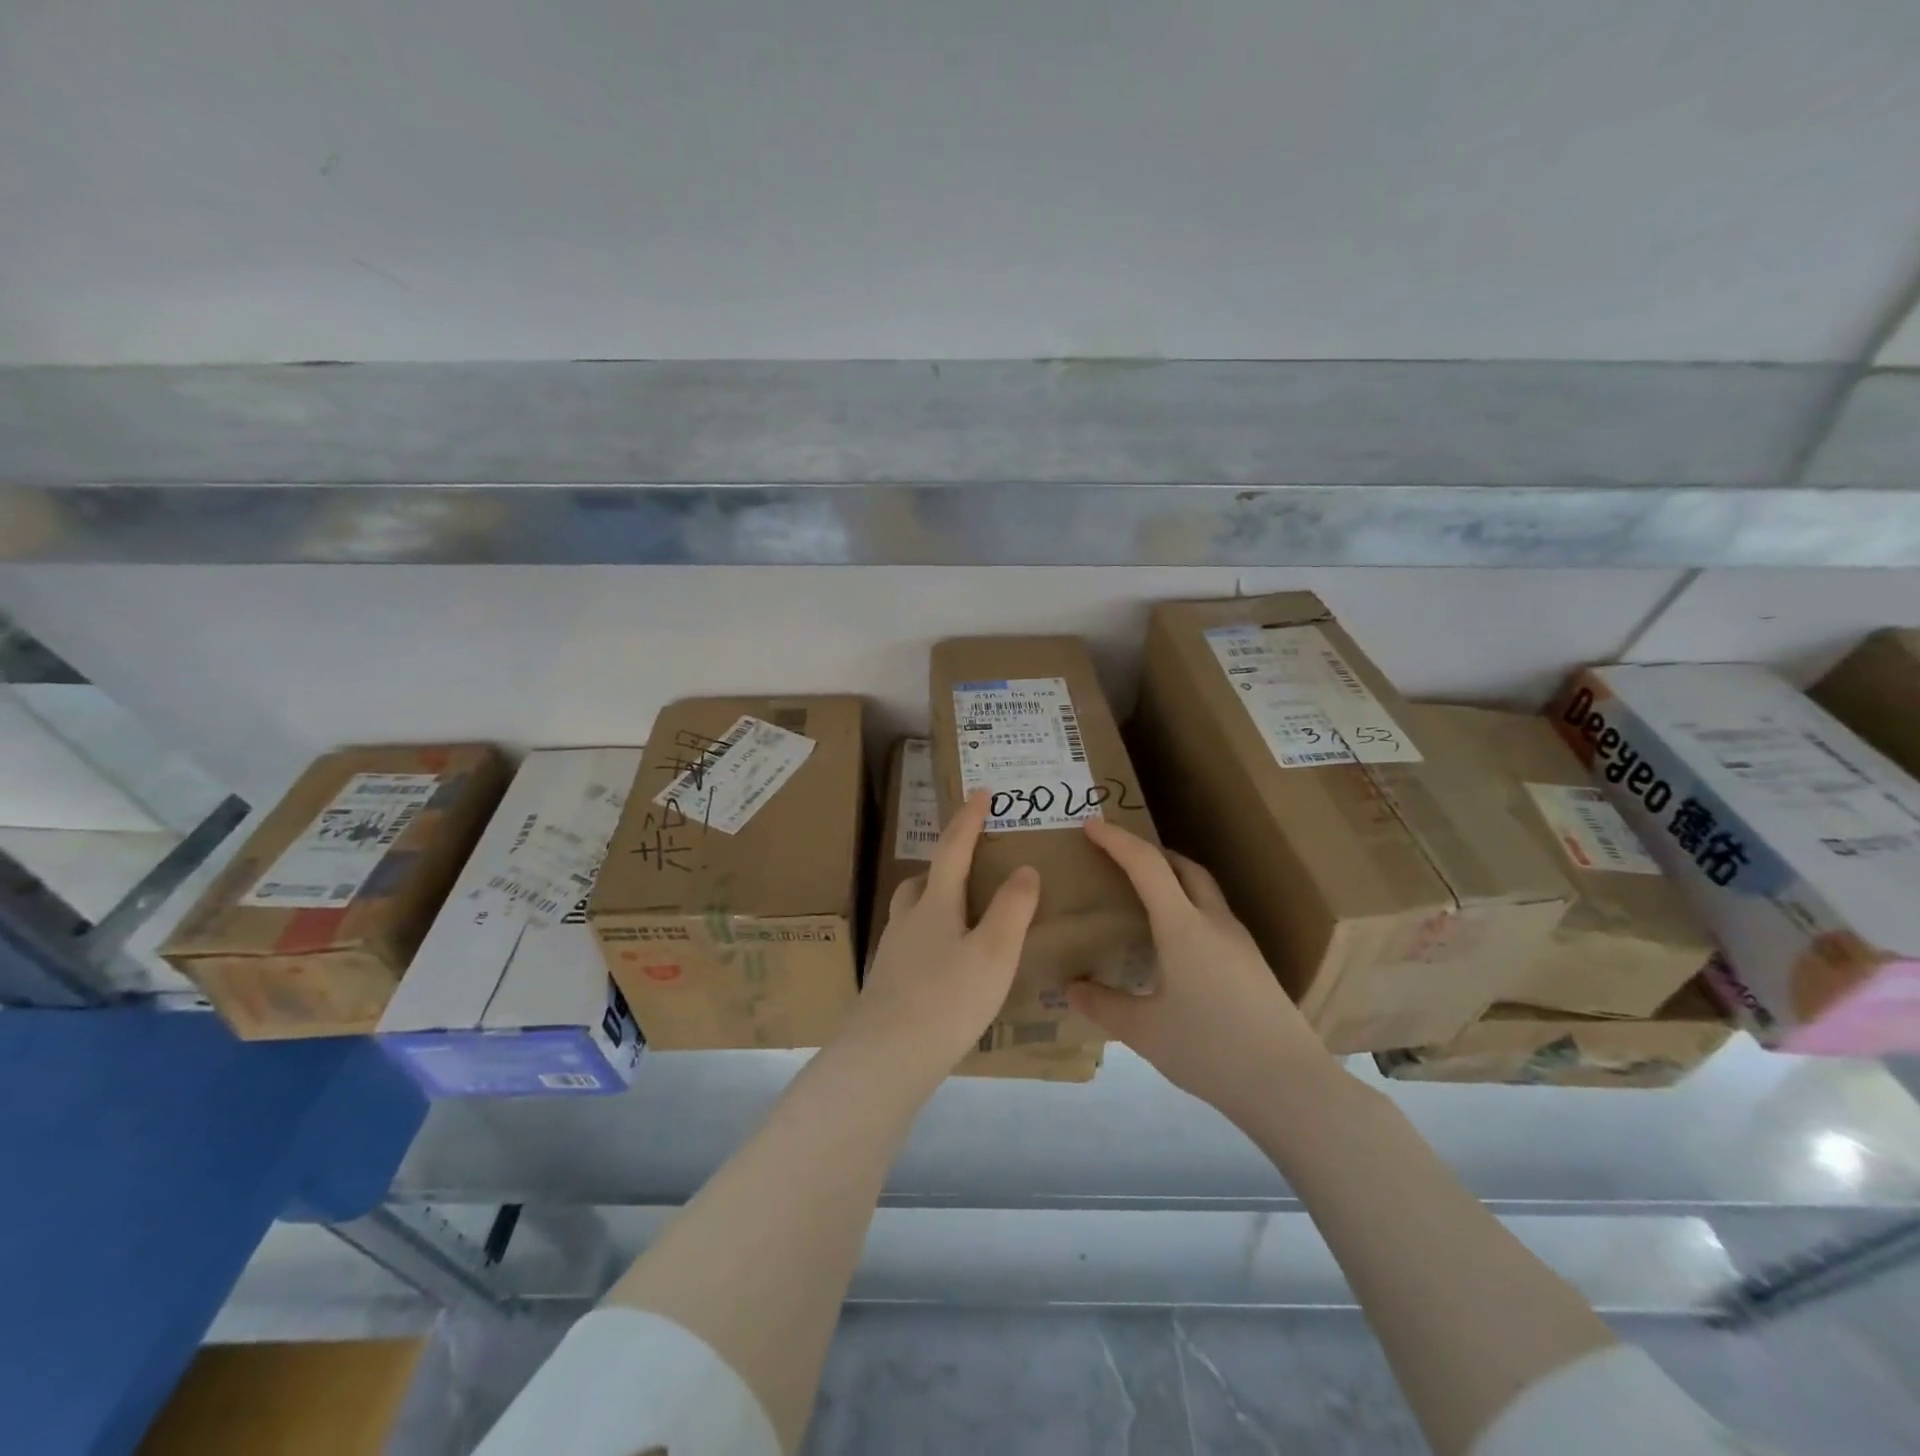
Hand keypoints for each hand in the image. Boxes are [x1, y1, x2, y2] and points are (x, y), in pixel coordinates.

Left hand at [841, 790, 1040, 1074]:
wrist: (885, 1058)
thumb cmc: (946, 1000)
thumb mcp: (994, 954)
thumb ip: (1013, 909)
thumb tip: (1025, 869)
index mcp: (934, 905)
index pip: (953, 849)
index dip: (968, 819)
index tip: (980, 792)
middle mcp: (907, 921)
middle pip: (923, 880)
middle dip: (946, 865)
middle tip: (972, 868)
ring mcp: (892, 953)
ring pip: (912, 913)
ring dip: (934, 903)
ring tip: (963, 920)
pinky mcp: (886, 983)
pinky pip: (910, 945)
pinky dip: (930, 940)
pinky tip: (945, 967)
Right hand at [1069, 818, 1338, 1124]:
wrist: (1289, 1085)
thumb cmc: (1210, 1050)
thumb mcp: (1145, 1031)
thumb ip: (1103, 1004)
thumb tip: (1071, 987)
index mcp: (1183, 927)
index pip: (1146, 866)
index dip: (1117, 840)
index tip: (1091, 825)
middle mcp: (1214, 922)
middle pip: (1182, 867)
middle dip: (1148, 852)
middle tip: (1118, 857)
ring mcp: (1239, 941)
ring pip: (1203, 889)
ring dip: (1172, 878)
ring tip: (1144, 895)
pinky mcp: (1253, 963)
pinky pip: (1213, 916)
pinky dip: (1188, 907)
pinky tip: (1176, 941)